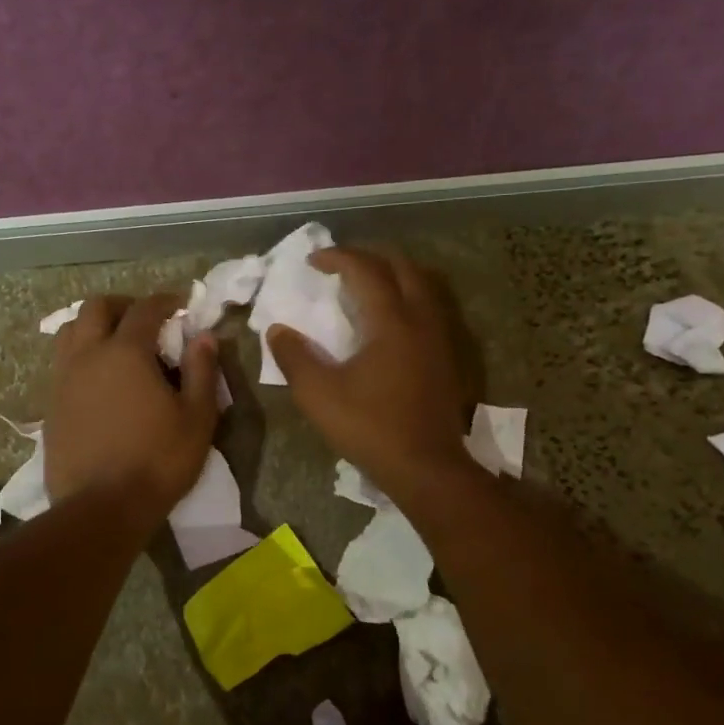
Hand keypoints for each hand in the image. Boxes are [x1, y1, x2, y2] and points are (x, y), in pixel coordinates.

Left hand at [45, 294, 219, 519]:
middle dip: (123, 305)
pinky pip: (62, 364)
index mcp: (125, 352)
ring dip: (94, 327)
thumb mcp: (197, 418)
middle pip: (96, 308)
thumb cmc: (158, 461)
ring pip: (70, 332)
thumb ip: (202, 371)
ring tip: (116, 345)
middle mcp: (87, 356)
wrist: (101, 508)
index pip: (145, 309)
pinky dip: (81, 357)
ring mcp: (63, 380)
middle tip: (146, 320)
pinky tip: (99, 381)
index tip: (181, 304)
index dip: (165, 301)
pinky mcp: (50, 406)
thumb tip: (205, 337)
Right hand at [265, 248, 474, 497]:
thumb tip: (277, 330)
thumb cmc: (370, 428)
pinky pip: (428, 308)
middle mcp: (420, 319)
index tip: (313, 261)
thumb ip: (294, 357)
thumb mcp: (318, 395)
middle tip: (341, 266)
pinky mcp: (446, 357)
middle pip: (401, 267)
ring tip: (365, 286)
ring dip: (392, 275)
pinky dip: (406, 297)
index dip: (338, 258)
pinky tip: (388, 321)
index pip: (365, 270)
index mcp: (390, 322)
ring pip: (421, 285)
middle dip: (369, 257)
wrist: (426, 467)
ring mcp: (439, 337)